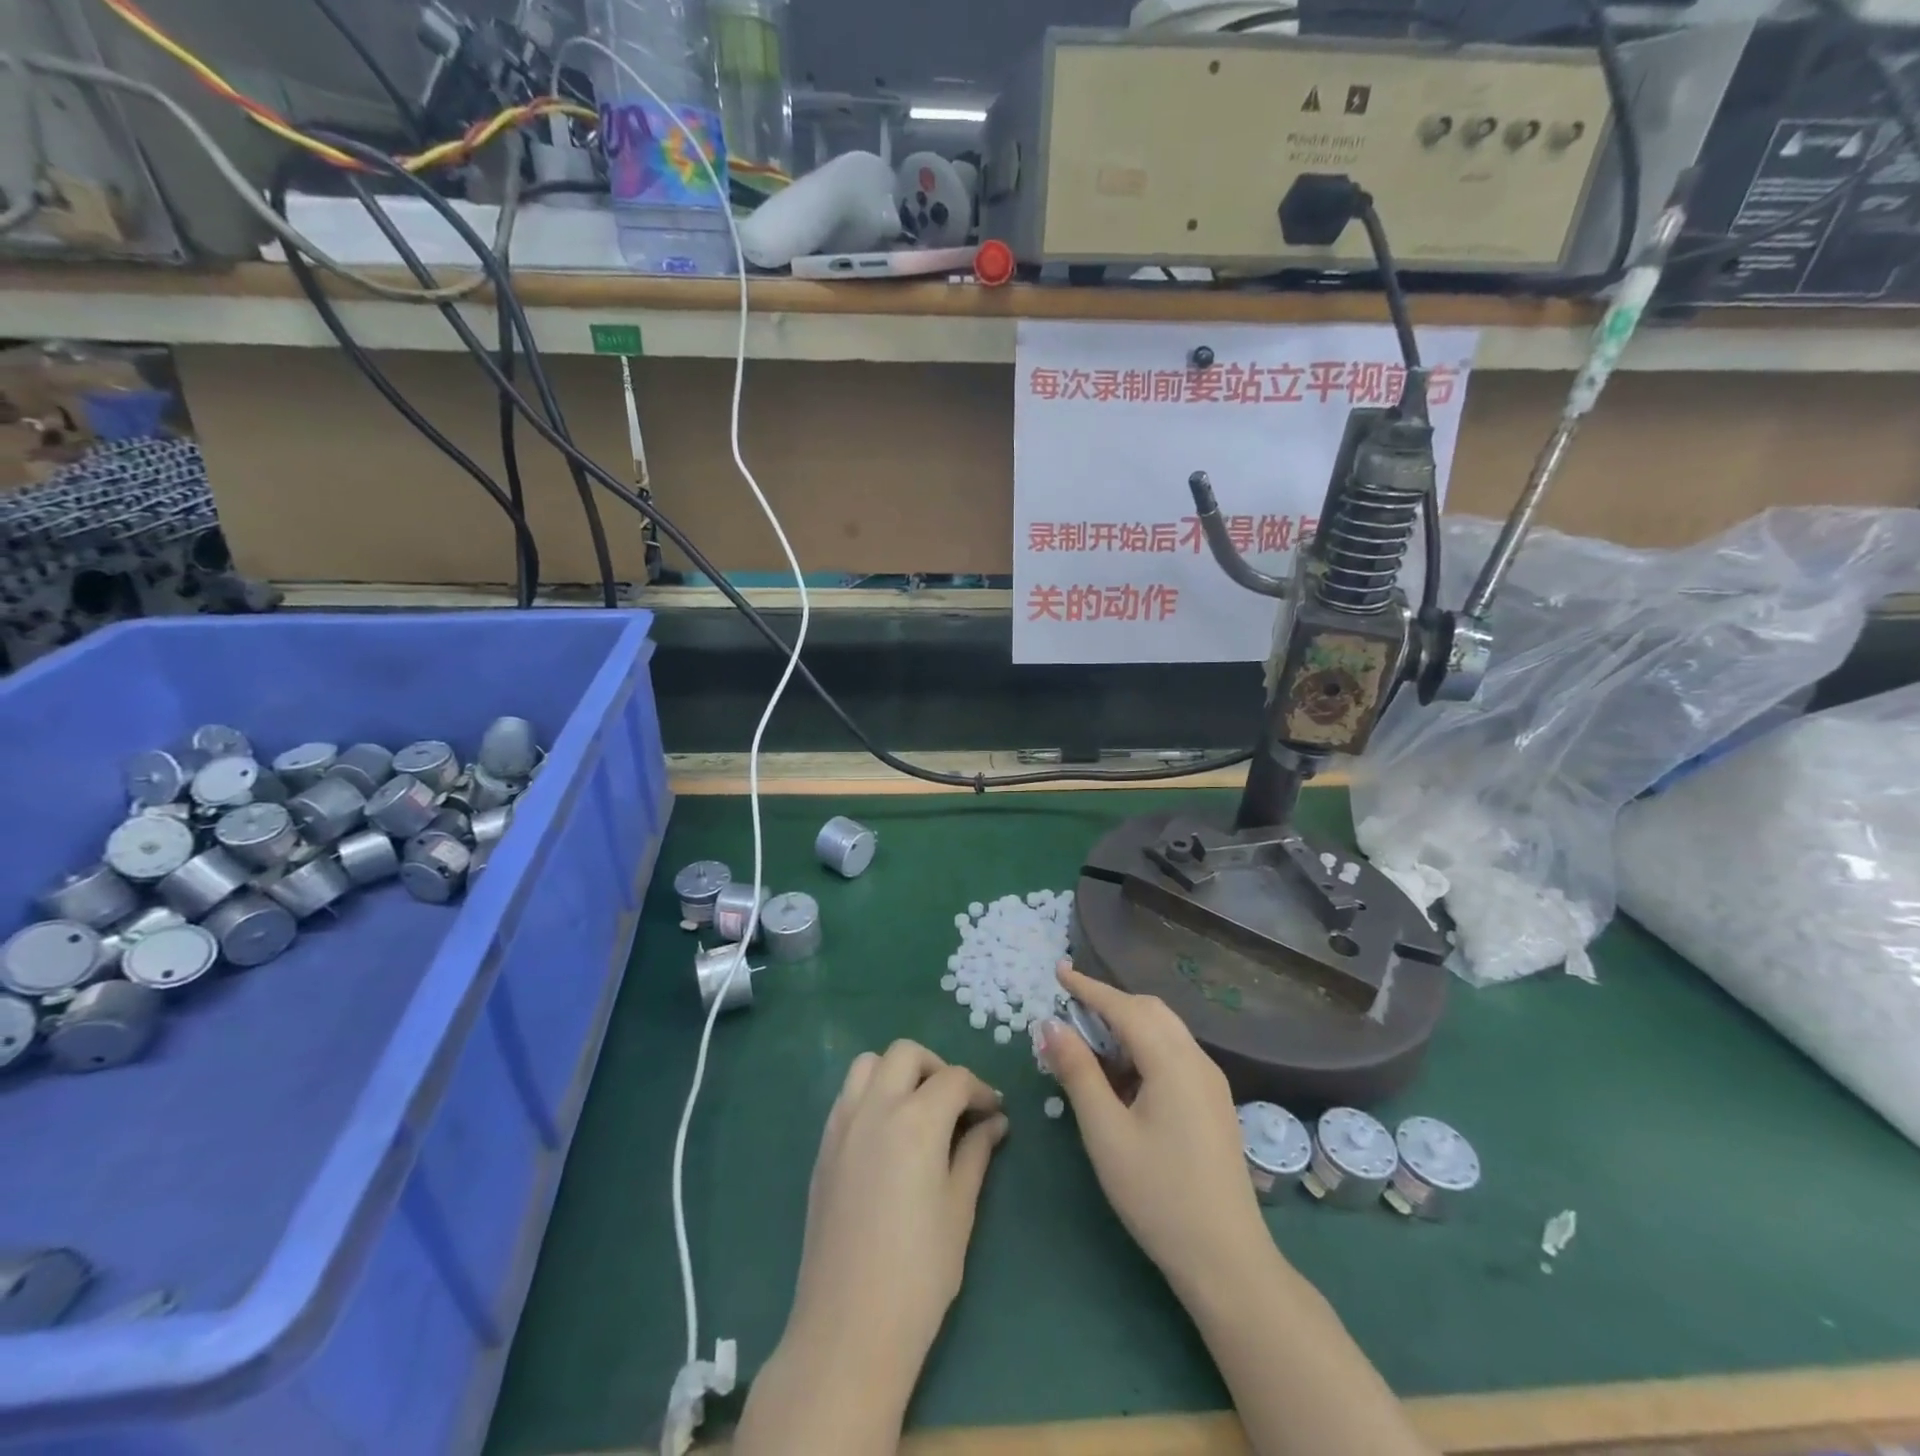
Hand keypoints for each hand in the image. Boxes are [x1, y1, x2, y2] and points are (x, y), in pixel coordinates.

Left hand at [735, 1040, 1007, 1455]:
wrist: (847, 1329)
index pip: (954, 1079)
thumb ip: (975, 1154)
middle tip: (957, 1104)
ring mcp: (842, 1124)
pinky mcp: (823, 1147)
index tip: (995, 1111)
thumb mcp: (959, 1210)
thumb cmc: (919, 1274)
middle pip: (906, 1054)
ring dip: (898, 1072)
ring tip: (919, 1109)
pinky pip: (847, 1095)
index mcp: (916, 1120)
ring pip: (869, 1064)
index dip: (981, 1090)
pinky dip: (871, 1093)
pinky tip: (887, 1132)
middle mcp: (875, 1107)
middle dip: (937, 1068)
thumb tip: (994, 1122)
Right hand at [1046, 964, 1271, 1295]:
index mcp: (1172, 1062)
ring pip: (1164, 1031)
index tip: (1059, 970)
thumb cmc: (1158, 1195)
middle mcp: (1197, 1061)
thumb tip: (1051, 1025)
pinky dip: (1143, 1048)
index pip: (1124, 1007)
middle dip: (1109, 1002)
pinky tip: (1123, 1076)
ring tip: (1089, 1043)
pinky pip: (1174, 1055)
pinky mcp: (1214, 1103)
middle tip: (1070, 1009)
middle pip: (1150, 1011)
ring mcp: (1210, 1082)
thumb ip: (1078, 1073)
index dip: (1089, 987)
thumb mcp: (1105, 1133)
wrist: (1227, 1261)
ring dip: (1126, 1025)